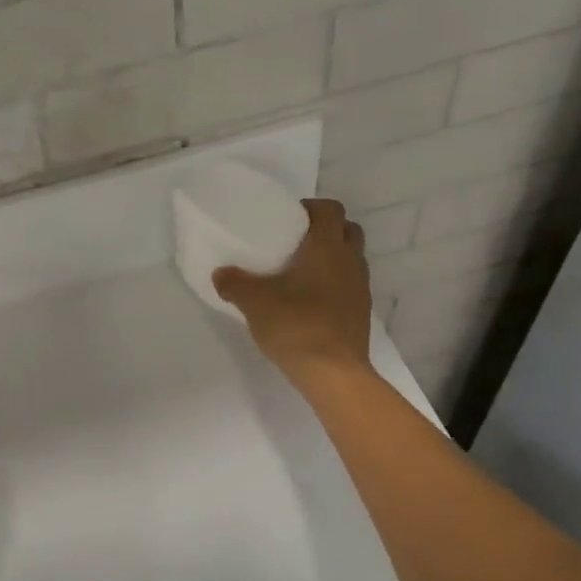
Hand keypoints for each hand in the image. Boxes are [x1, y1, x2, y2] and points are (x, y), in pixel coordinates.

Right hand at [213, 198, 372, 389]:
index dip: (311, 207)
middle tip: (296, 241)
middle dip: (325, 229)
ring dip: (331, 257)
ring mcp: (360, 288)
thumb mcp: (254, 302)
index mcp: (327, 248)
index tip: (288, 217)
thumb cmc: (296, 326)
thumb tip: (220, 274)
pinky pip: (349, 284)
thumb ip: (234, 284)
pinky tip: (309, 300)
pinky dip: (333, 283)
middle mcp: (350, 262)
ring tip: (299, 271)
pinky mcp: (360, 313)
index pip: (330, 210)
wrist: (333, 373)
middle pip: (348, 230)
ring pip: (350, 258)